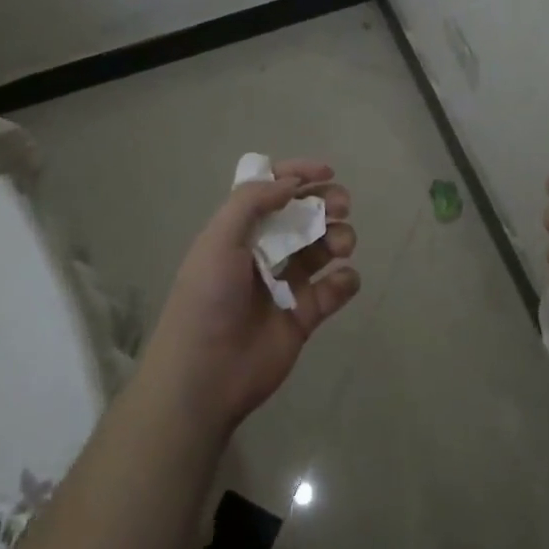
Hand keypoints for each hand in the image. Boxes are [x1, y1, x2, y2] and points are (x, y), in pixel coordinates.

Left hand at [141, 161, 359, 435]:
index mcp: (239, 231)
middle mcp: (264, 252)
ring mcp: (286, 284)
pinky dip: (344, 281)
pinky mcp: (304, 316)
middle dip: (325, 204)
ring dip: (338, 237)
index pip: (272, 191)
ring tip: (342, 244)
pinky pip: (334, 290)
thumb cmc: (206, 300)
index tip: (326, 173)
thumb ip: (252, 202)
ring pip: (322, 249)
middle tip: (342, 205)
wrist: (204, 375)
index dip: (298, 176)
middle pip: (303, 217)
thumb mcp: (218, 240)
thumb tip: (290, 182)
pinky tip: (341, 281)